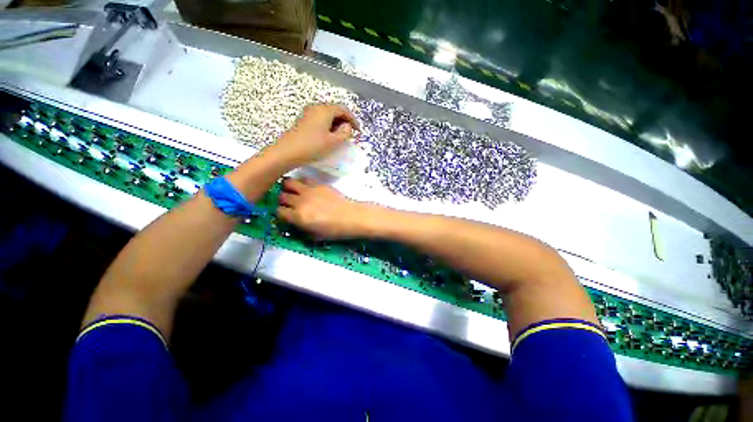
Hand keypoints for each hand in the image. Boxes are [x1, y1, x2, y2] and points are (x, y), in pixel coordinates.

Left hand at [268, 104, 358, 168]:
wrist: (287, 152)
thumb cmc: (312, 146)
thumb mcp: (333, 142)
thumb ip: (345, 133)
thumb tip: (348, 127)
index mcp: (325, 110)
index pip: (343, 109)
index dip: (353, 119)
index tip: (358, 130)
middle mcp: (316, 108)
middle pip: (335, 111)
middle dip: (345, 121)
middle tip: (350, 134)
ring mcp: (308, 114)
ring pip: (327, 116)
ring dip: (336, 124)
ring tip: (341, 137)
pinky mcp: (303, 122)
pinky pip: (320, 120)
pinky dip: (328, 126)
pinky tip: (329, 137)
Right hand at [276, 178, 371, 239]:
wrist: (351, 217)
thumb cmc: (334, 230)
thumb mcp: (315, 236)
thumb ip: (300, 229)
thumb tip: (294, 222)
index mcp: (298, 217)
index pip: (279, 212)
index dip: (281, 214)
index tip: (286, 215)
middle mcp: (300, 202)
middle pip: (282, 197)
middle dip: (283, 201)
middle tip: (290, 204)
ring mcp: (309, 191)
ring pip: (288, 183)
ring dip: (288, 188)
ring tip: (293, 191)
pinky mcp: (318, 184)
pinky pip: (304, 179)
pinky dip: (302, 183)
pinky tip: (307, 188)